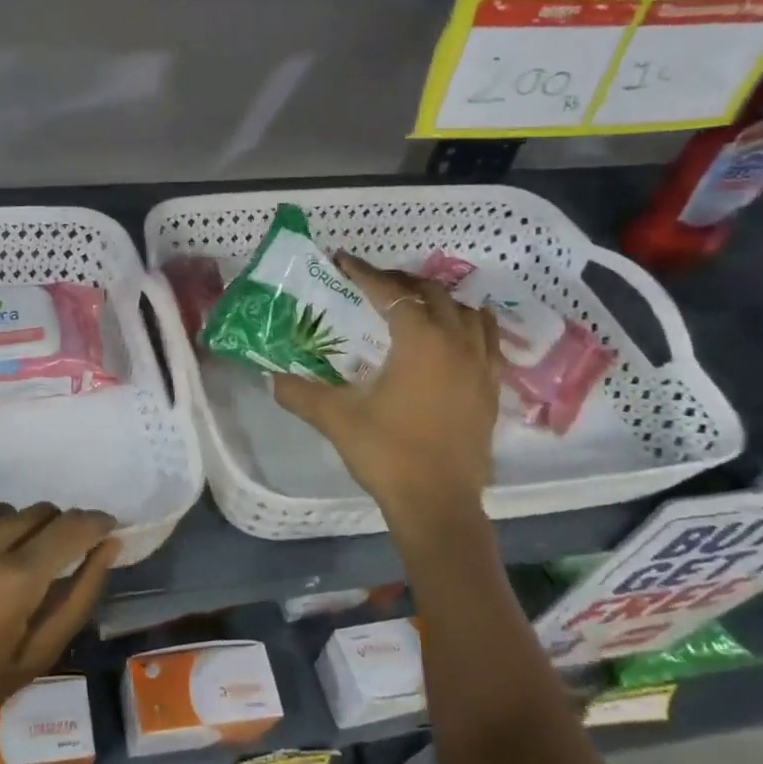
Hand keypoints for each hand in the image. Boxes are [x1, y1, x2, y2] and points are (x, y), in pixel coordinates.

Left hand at [0, 503, 121, 739]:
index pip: (72, 526)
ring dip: (6, 533)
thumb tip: (109, 543)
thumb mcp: (37, 653)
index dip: (94, 523)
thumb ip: (80, 594)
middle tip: (39, 563)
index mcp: (16, 578)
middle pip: (37, 512)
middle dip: (50, 531)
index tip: (103, 528)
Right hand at [272, 252, 500, 534]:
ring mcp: (481, 367)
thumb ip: (300, 393)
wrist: (438, 504)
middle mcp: (457, 344)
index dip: (364, 273)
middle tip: (373, 284)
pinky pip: (487, 342)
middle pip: (433, 294)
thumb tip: (271, 378)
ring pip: (468, 313)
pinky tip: (452, 342)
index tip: (343, 259)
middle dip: (402, 282)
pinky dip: (468, 328)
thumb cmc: (387, 453)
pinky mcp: (491, 391)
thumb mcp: (335, 419)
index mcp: (420, 342)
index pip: (391, 293)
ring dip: (440, 301)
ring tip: (416, 306)